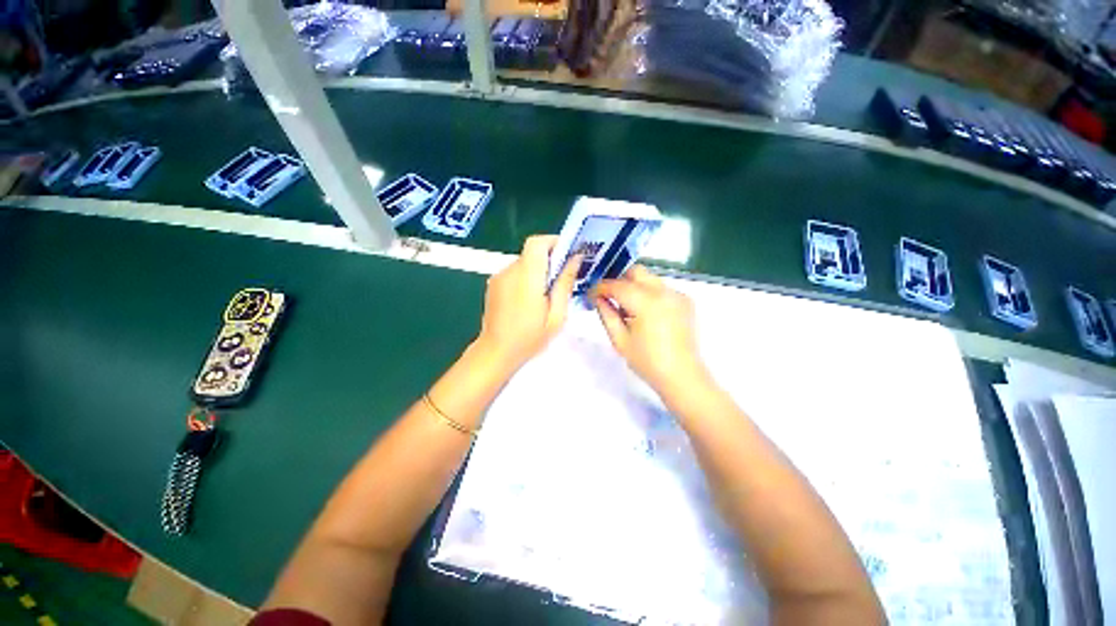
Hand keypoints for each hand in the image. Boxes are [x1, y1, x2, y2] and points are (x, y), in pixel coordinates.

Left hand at [475, 235, 580, 371]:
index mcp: (527, 277)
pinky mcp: (494, 284)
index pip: (537, 243)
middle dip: (550, 259)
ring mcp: (499, 277)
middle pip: (532, 251)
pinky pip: (515, 272)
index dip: (554, 242)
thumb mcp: (556, 315)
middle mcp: (510, 271)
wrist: (496, 352)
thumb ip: (564, 284)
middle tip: (563, 279)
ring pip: (525, 262)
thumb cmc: (530, 338)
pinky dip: (527, 278)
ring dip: (538, 270)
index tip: (568, 254)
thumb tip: (575, 259)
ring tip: (547, 294)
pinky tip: (531, 300)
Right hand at [592, 265, 708, 396]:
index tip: (591, 293)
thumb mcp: (619, 340)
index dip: (601, 287)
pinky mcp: (685, 300)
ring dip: (633, 286)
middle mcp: (664, 292)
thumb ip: (606, 314)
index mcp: (646, 302)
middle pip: (636, 272)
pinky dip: (648, 293)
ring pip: (649, 278)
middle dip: (618, 279)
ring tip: (625, 306)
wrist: (682, 375)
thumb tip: (598, 297)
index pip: (617, 285)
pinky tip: (644, 312)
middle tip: (607, 294)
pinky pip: (661, 288)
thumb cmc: (647, 361)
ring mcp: (677, 294)